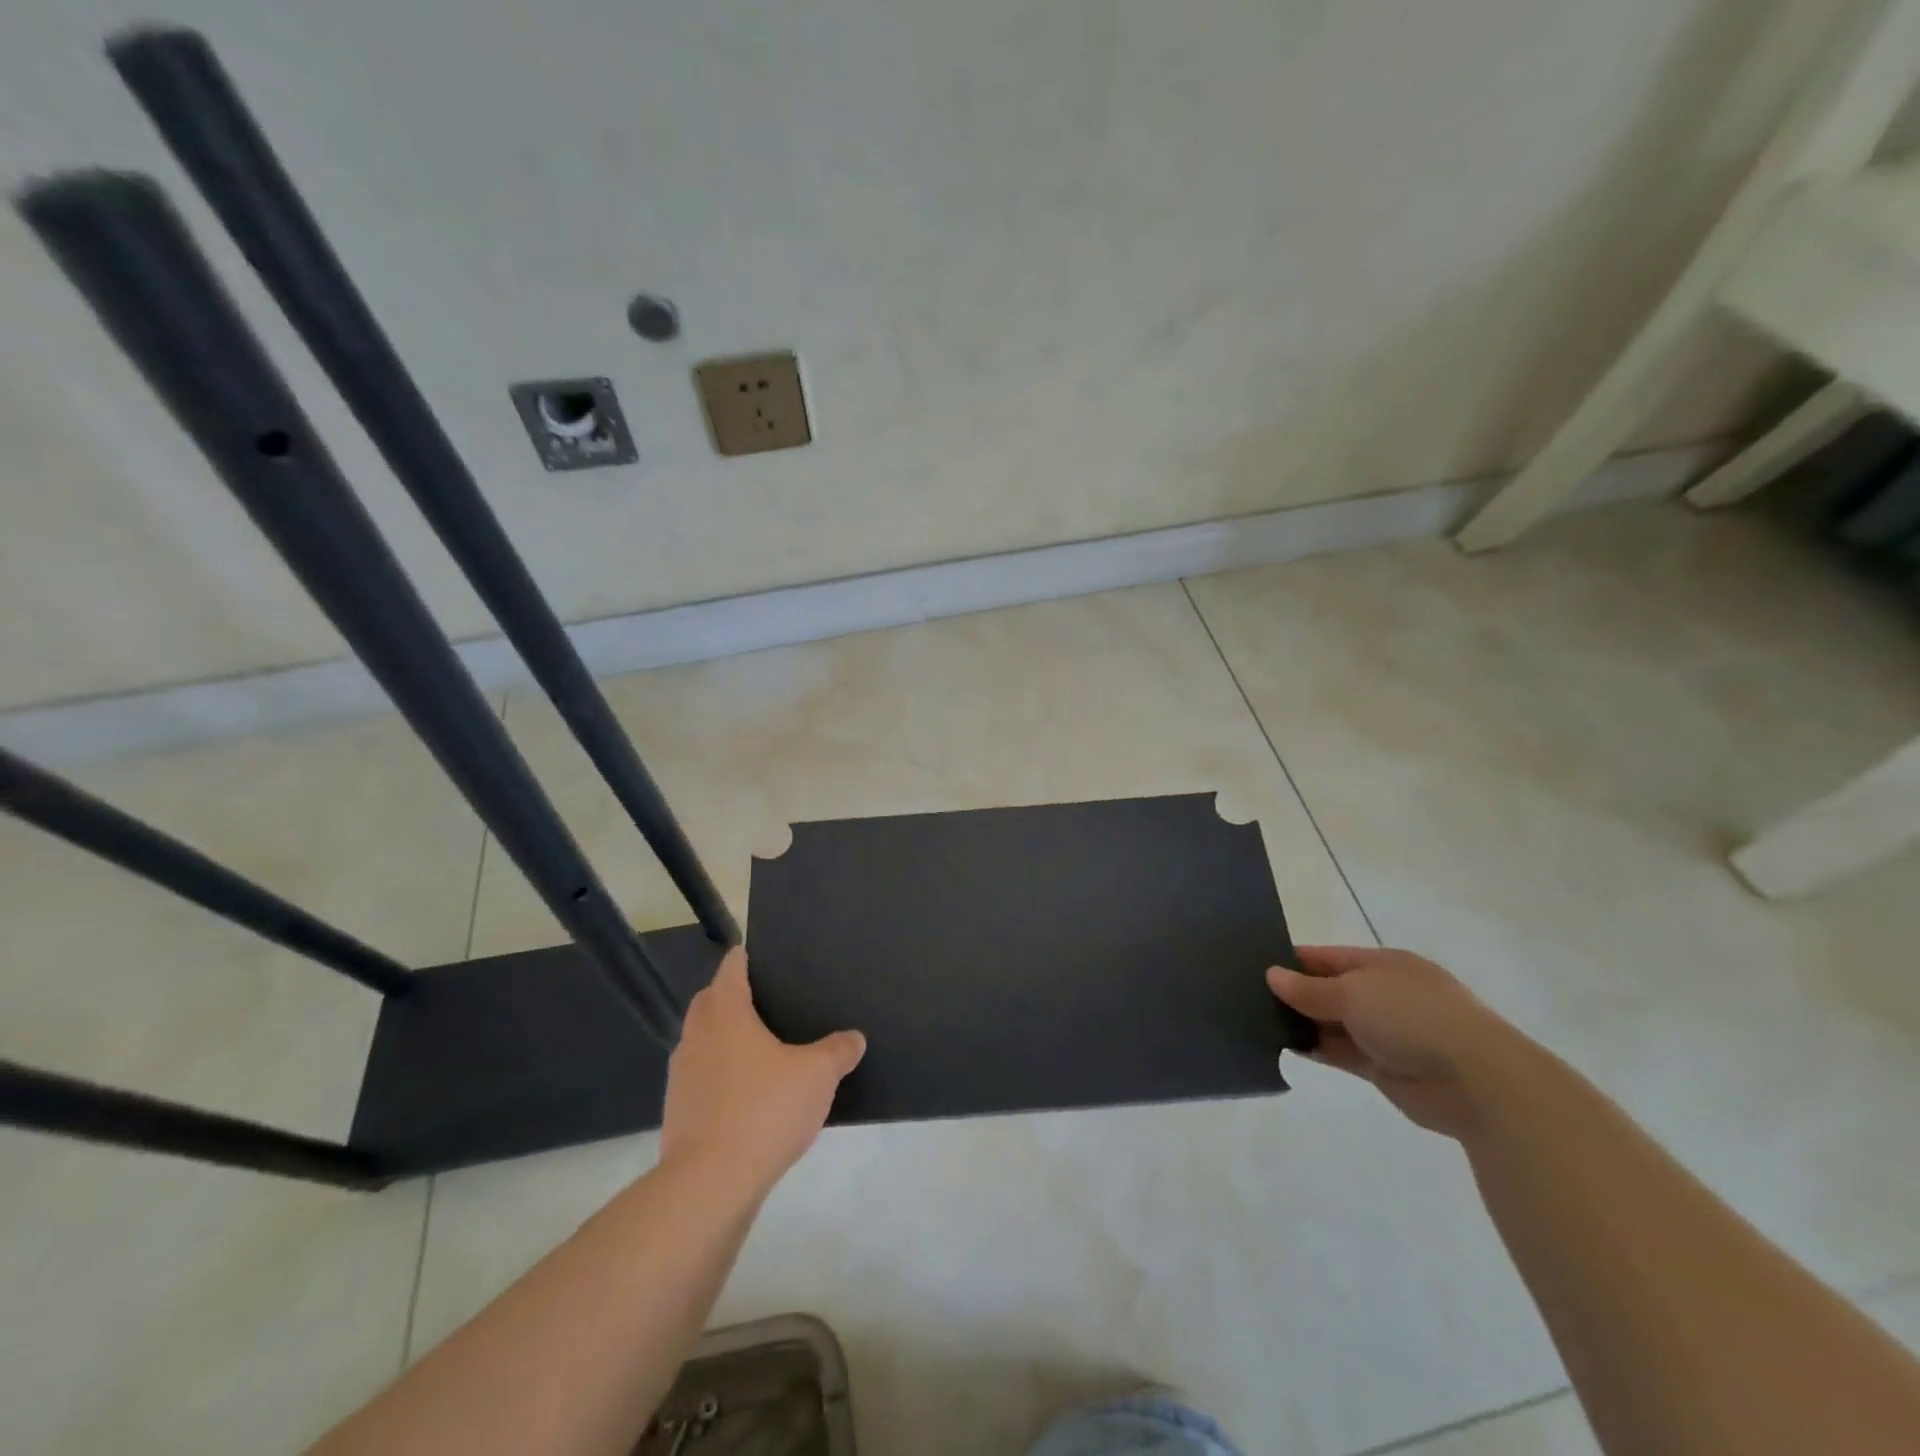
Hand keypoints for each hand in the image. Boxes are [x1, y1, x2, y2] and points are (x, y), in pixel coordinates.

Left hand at [660, 947, 865, 1194]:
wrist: (709, 1184)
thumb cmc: (764, 1110)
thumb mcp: (817, 1075)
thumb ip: (838, 1051)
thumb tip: (854, 1038)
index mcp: (726, 1014)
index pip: (730, 970)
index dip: (743, 958)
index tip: (757, 956)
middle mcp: (697, 1037)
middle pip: (708, 1002)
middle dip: (728, 995)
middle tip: (762, 1001)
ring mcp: (682, 1076)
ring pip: (700, 1041)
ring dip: (720, 1037)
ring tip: (757, 1049)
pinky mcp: (678, 1112)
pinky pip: (699, 1078)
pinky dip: (717, 1075)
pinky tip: (745, 1094)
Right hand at [1268, 945, 1518, 1137]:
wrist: (1476, 1080)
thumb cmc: (1412, 1016)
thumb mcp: (1353, 992)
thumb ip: (1309, 989)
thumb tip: (1271, 975)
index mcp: (1382, 965)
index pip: (1327, 957)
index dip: (1292, 960)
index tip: (1253, 964)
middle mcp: (1382, 994)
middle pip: (1328, 990)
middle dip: (1293, 993)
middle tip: (1245, 995)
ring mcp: (1385, 1031)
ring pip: (1331, 1022)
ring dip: (1301, 1022)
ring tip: (1255, 1020)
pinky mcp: (1383, 1067)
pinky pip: (1340, 1052)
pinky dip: (1315, 1049)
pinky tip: (1284, 1045)